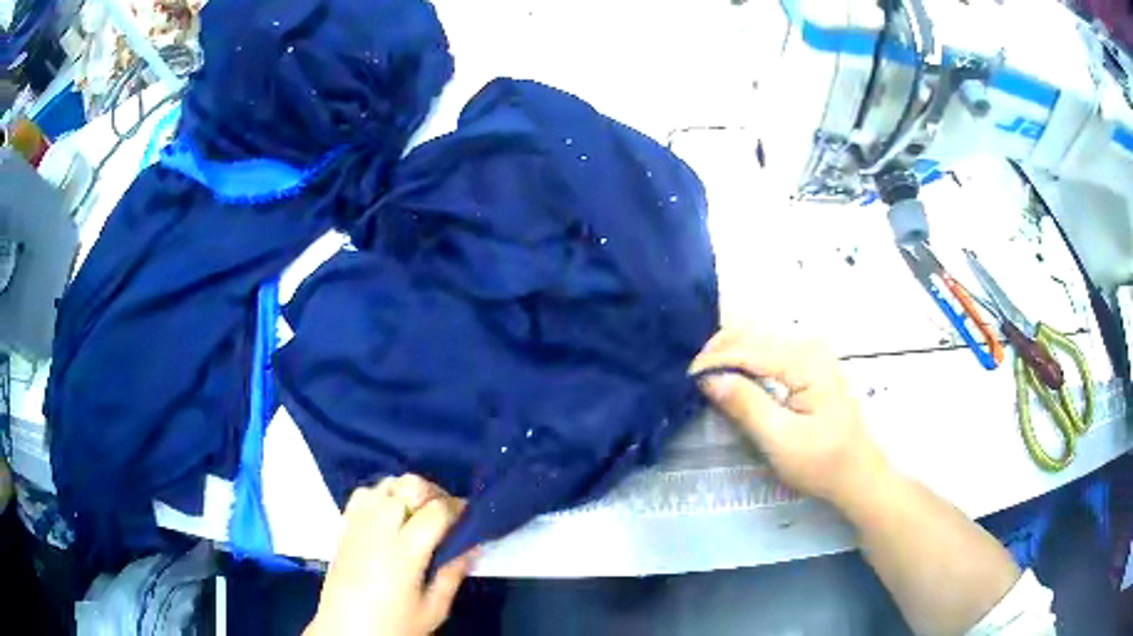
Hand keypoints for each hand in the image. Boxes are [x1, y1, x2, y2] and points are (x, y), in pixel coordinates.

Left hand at [305, 474, 473, 635]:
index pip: (436, 511)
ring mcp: (357, 524)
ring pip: (385, 484)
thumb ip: (453, 574)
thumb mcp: (433, 609)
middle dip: (433, 493)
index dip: (457, 507)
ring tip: (417, 512)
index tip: (468, 515)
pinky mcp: (343, 528)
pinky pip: (362, 494)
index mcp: (405, 551)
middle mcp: (379, 528)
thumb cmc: (395, 626)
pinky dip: (380, 494)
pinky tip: (388, 514)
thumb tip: (472, 546)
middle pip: (409, 486)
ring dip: (406, 491)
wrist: (347, 633)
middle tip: (445, 513)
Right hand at [689, 327, 888, 506]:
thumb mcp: (781, 440)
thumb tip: (708, 379)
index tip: (684, 378)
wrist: (857, 474)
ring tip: (703, 375)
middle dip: (717, 351)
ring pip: (757, 340)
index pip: (748, 350)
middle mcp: (808, 346)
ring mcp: (810, 354)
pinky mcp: (807, 366)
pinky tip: (727, 374)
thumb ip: (746, 405)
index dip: (713, 361)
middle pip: (752, 335)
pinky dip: (742, 361)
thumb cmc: (822, 462)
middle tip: (690, 378)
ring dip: (727, 353)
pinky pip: (767, 353)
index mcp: (806, 361)